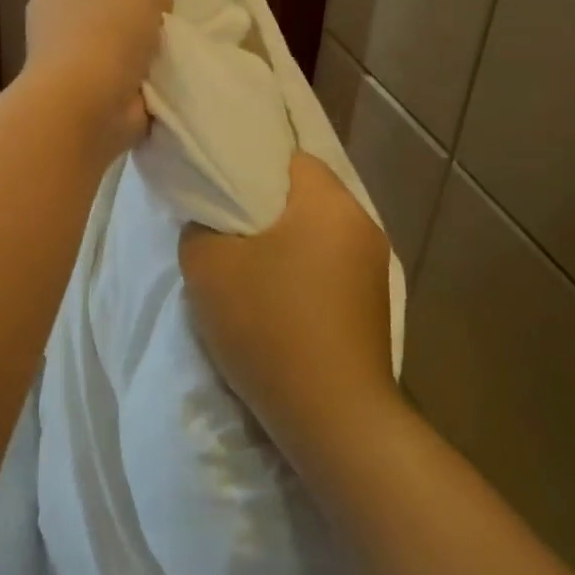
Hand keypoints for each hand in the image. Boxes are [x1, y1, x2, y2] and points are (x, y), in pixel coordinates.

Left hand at [23, 0, 171, 158]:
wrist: (87, 109)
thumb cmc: (102, 34)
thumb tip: (155, 3)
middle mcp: (57, 30)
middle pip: (106, 13)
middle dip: (136, 17)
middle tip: (166, 17)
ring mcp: (74, 70)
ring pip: (120, 52)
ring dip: (145, 56)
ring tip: (174, 50)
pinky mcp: (94, 103)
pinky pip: (130, 86)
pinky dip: (148, 87)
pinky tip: (170, 80)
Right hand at [179, 153, 398, 477]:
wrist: (333, 416)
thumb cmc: (270, 325)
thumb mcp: (208, 266)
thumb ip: (200, 226)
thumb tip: (212, 220)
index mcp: (328, 201)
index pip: (288, 157)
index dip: (249, 166)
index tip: (220, 188)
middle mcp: (361, 223)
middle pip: (305, 195)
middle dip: (265, 207)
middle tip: (226, 227)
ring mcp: (373, 266)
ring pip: (317, 232)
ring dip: (286, 242)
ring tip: (248, 266)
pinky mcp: (373, 303)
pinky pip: (329, 266)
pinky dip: (303, 271)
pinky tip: (278, 299)